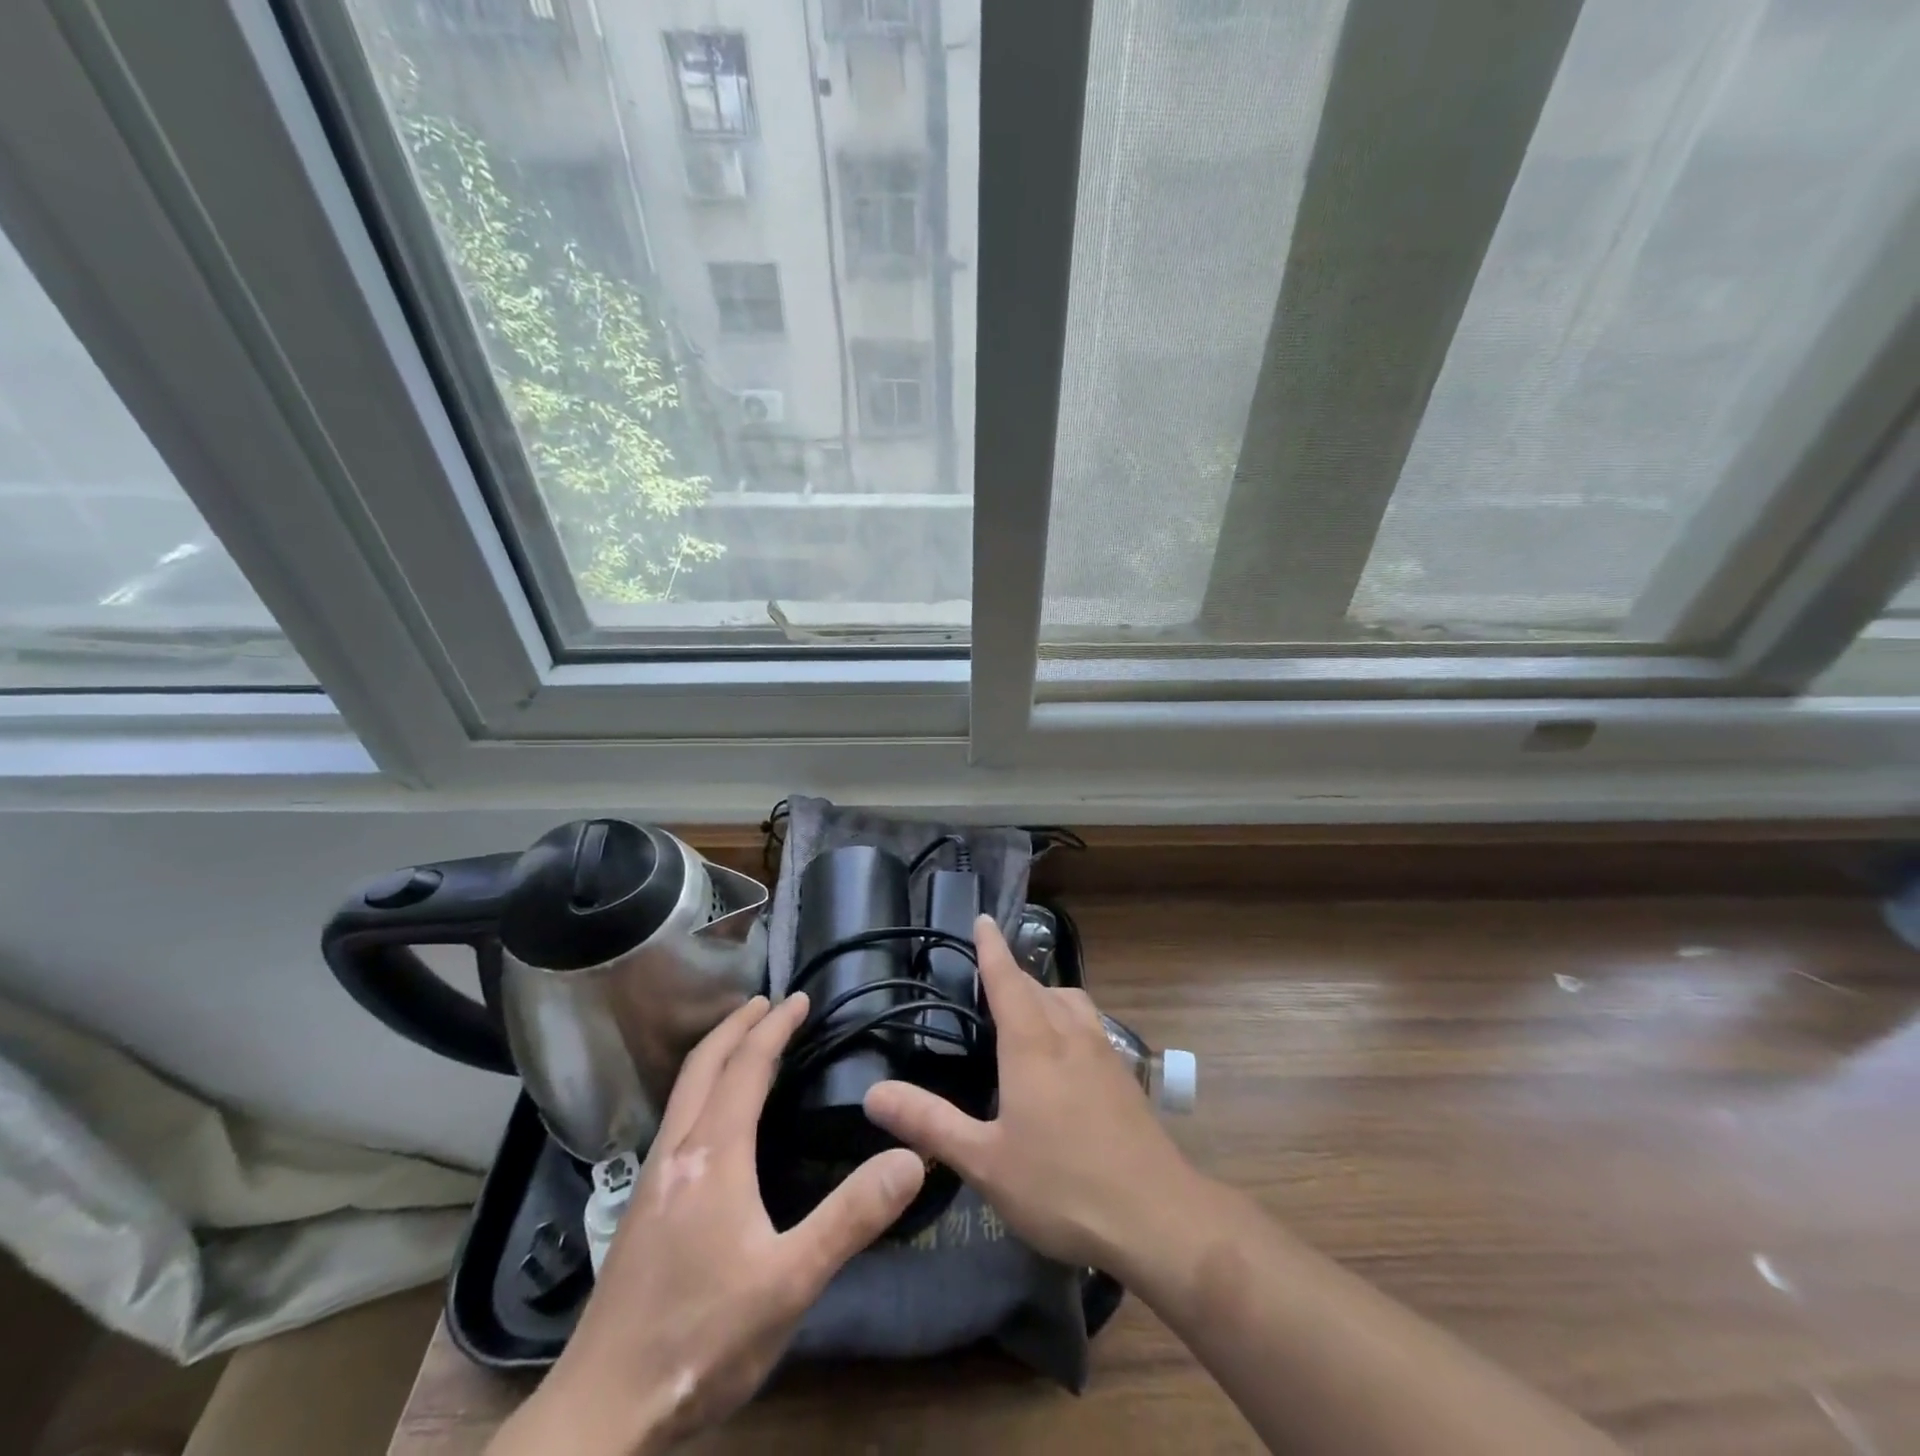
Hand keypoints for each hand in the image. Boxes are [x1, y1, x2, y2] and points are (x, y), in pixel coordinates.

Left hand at [490, 993, 925, 1455]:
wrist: (600, 1415)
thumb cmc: (699, 1341)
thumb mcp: (789, 1283)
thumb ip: (850, 1217)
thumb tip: (910, 1157)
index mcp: (713, 1154)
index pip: (746, 1067)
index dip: (774, 1027)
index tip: (799, 998)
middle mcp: (677, 1151)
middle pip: (703, 1065)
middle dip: (736, 1025)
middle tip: (768, 1002)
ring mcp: (652, 1179)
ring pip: (683, 1090)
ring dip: (716, 1054)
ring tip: (744, 1042)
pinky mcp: (642, 1207)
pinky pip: (677, 1117)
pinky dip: (702, 1087)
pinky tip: (714, 1118)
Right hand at [864, 915, 1196, 1273]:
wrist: (1157, 1216)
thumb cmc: (1062, 1185)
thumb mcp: (984, 1161)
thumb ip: (929, 1123)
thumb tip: (873, 1093)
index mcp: (1032, 1042)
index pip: (1007, 978)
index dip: (991, 947)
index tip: (982, 919)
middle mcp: (1069, 1033)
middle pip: (1038, 986)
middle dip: (1012, 974)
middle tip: (987, 979)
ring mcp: (1103, 1052)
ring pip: (1070, 1001)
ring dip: (1045, 994)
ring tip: (1025, 1012)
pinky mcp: (1124, 1075)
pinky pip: (1089, 1026)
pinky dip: (1068, 1019)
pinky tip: (1063, 1055)